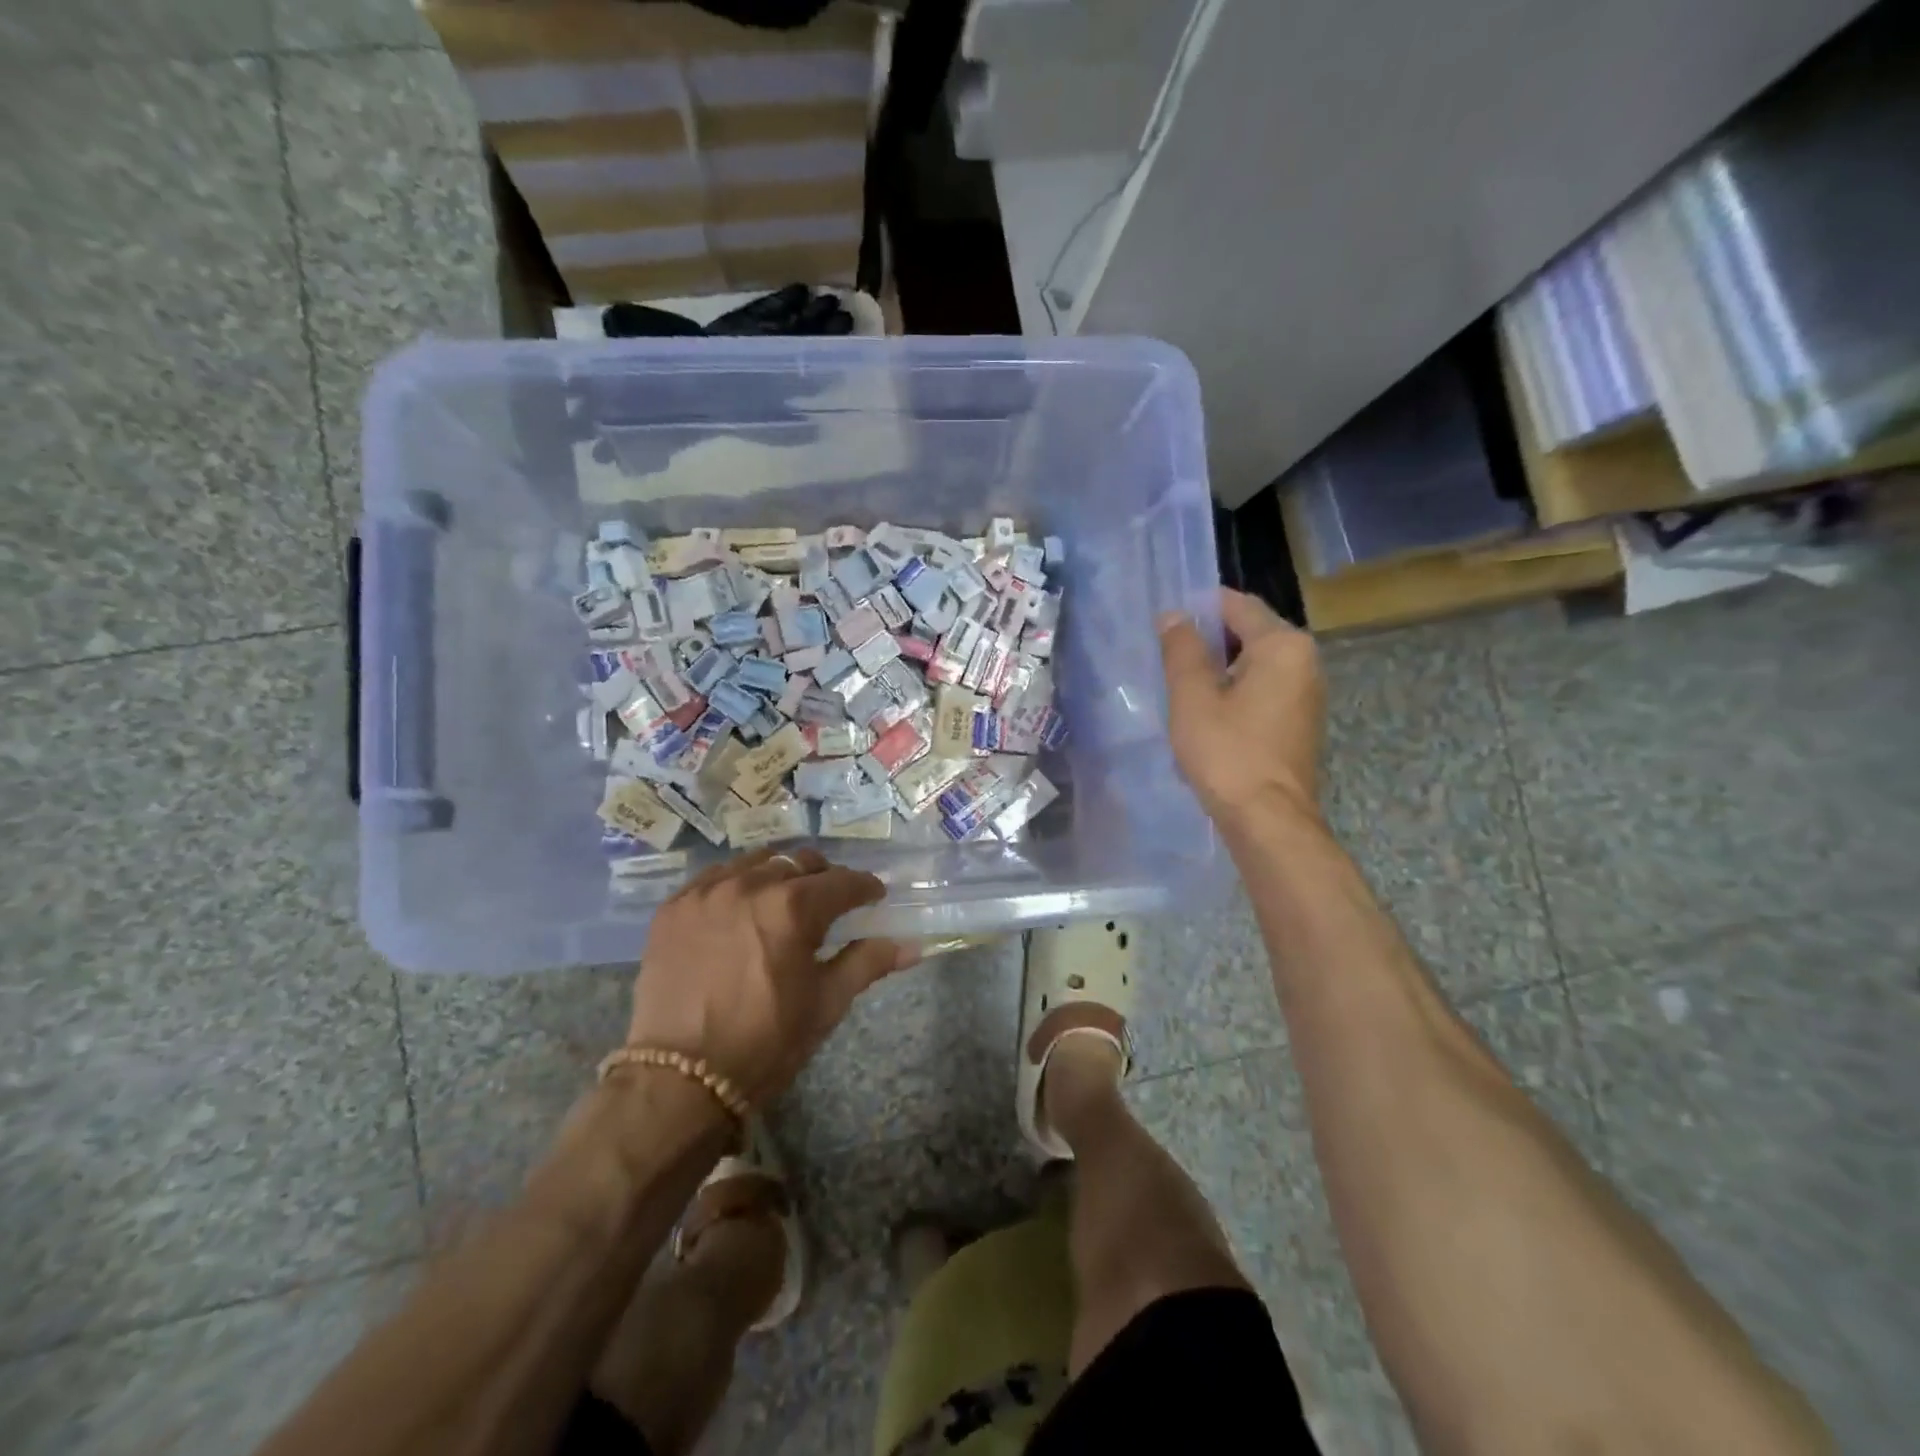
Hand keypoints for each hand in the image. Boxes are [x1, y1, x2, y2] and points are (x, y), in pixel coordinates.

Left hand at [624, 848, 920, 1109]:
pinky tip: (740, 908)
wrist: (680, 1079)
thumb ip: (867, 963)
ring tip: (783, 901)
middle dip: (823, 877)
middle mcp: (749, 885)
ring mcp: (706, 892)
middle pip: (800, 862)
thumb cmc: (765, 1043)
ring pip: (756, 862)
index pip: (843, 881)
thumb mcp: (825, 1004)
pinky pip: (714, 877)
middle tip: (830, 902)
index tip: (873, 898)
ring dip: (779, 874)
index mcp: (793, 908)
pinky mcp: (674, 907)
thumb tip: (912, 946)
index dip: (865, 888)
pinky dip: (736, 883)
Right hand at [1159, 588, 1326, 829]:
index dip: (1199, 608)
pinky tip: (1208, 714)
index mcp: (1282, 645)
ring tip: (1181, 686)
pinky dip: (1236, 691)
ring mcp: (1307, 693)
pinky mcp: (1300, 721)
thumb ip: (1182, 649)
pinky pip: (1264, 689)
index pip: (1237, 605)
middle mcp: (1305, 661)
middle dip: (1208, 641)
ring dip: (1220, 669)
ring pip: (1255, 663)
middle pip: (1249, 632)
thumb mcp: (1192, 697)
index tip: (1165, 623)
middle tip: (1167, 657)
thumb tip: (1174, 615)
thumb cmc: (1227, 752)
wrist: (1268, 819)